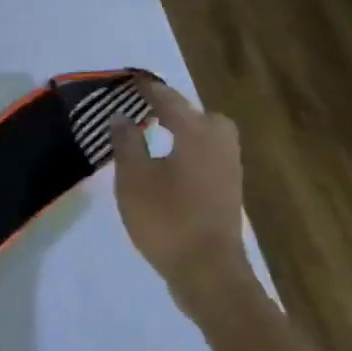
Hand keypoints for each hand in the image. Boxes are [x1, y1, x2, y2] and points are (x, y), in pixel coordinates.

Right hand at [111, 78, 252, 306]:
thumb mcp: (133, 178)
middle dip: (178, 111)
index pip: (170, 102)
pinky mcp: (228, 193)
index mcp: (197, 135)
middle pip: (202, 117)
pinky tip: (169, 167)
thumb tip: (122, 116)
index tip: (133, 80)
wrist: (207, 270)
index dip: (149, 90)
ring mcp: (229, 171)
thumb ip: (127, 143)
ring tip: (156, 137)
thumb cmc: (166, 218)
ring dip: (186, 133)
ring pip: (209, 138)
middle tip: (149, 113)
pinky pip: (208, 159)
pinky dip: (190, 153)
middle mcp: (220, 146)